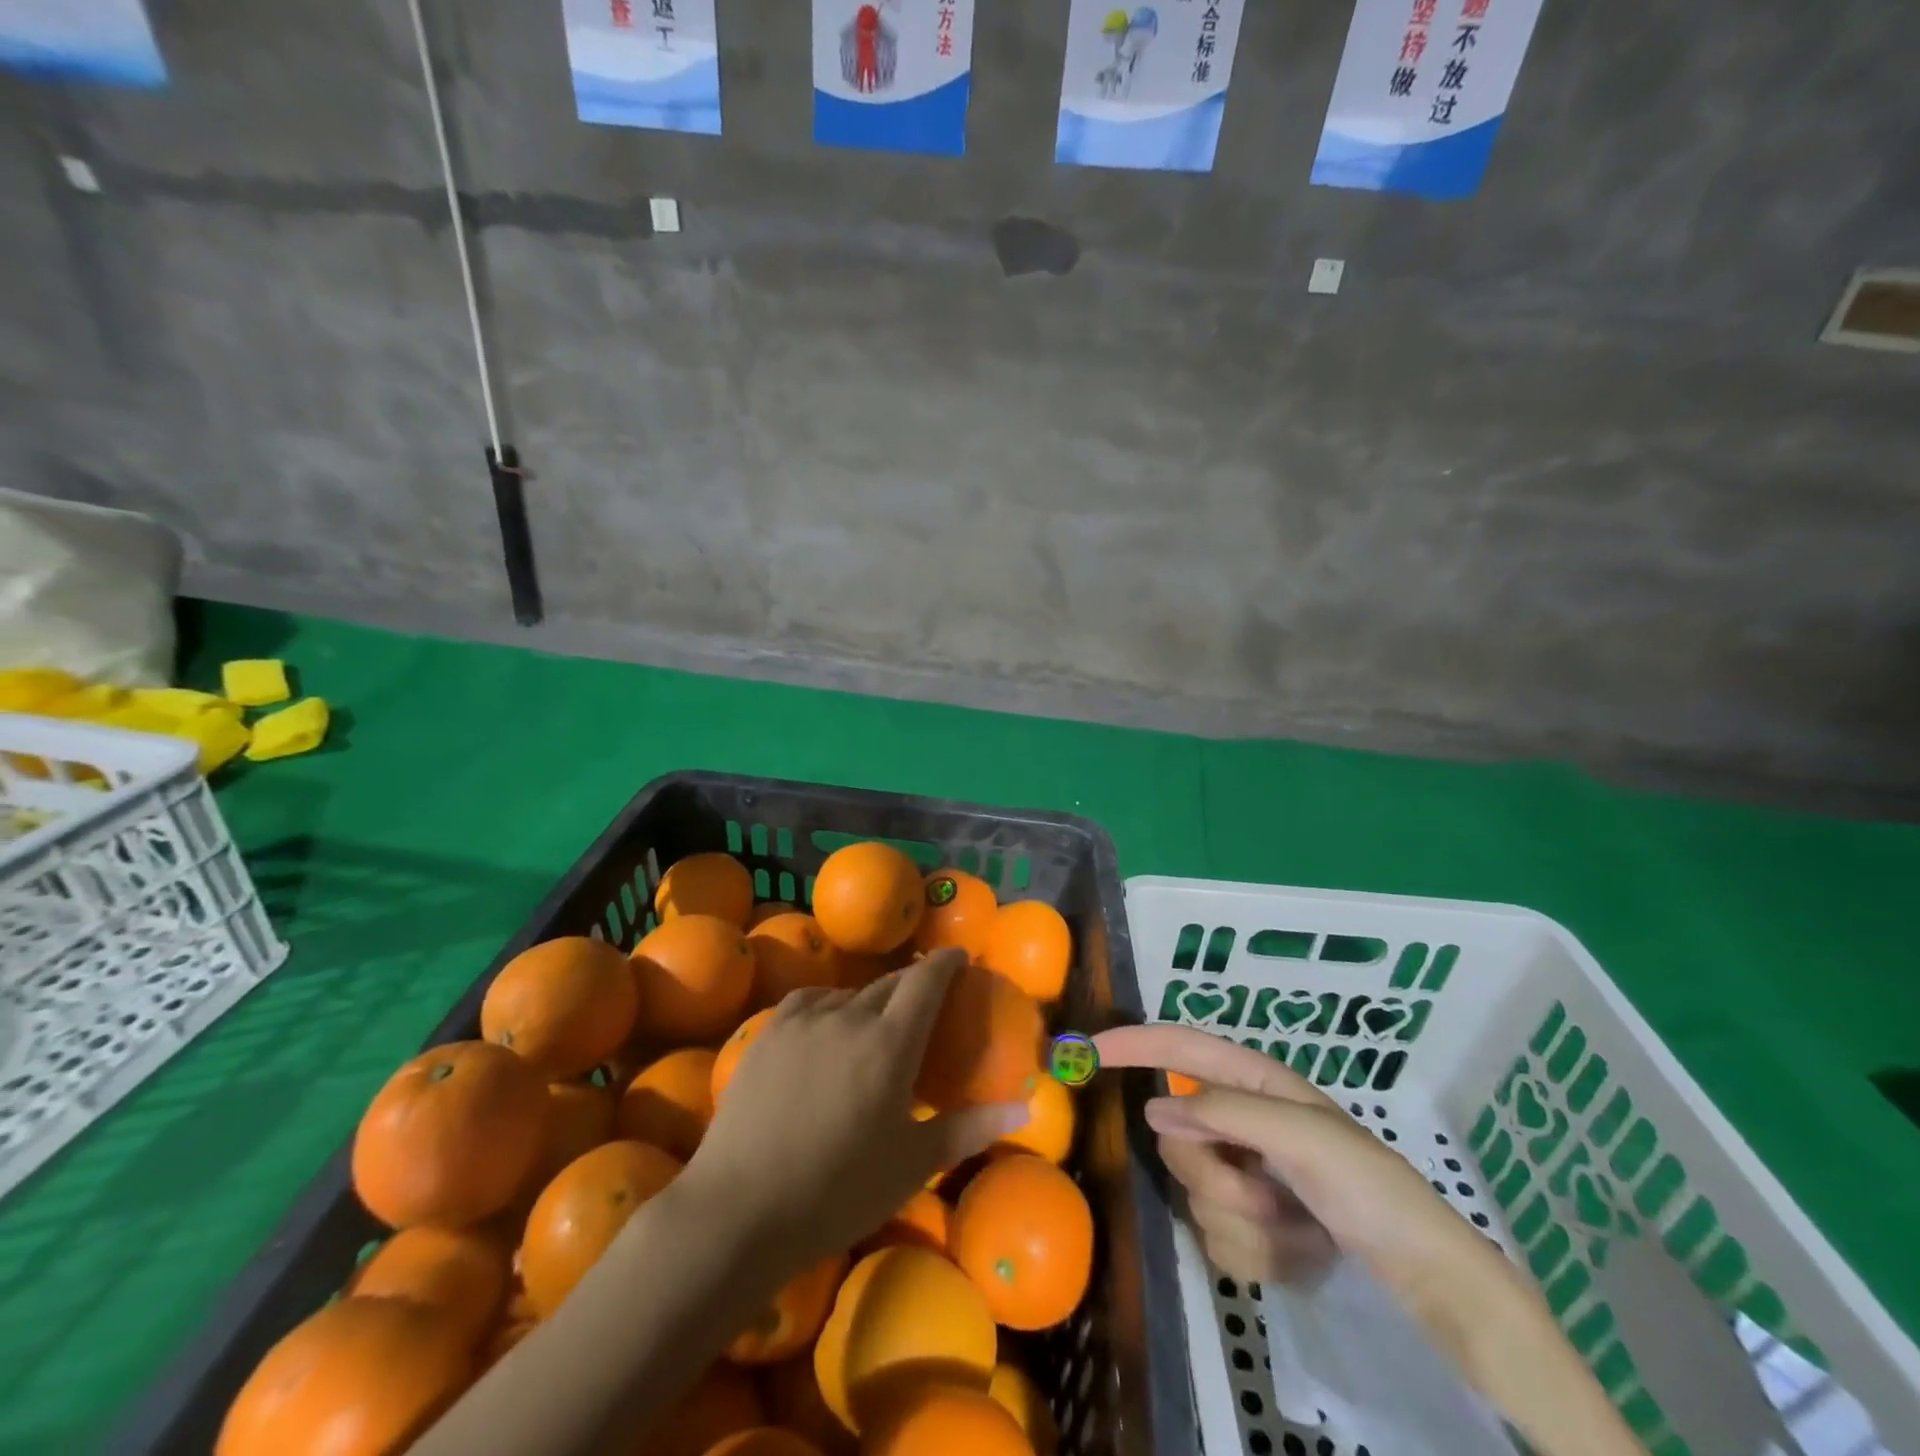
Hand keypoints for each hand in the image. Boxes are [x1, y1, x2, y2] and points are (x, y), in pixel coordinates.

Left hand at [684, 948, 1028, 1267]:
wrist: (741, 1208)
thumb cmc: (839, 1191)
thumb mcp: (914, 1162)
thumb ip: (971, 1126)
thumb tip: (1025, 1106)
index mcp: (891, 1043)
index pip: (926, 980)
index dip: (945, 962)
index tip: (959, 955)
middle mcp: (850, 1016)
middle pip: (889, 984)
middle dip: (911, 984)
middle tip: (923, 1000)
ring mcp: (804, 1020)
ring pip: (849, 994)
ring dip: (869, 1001)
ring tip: (873, 1024)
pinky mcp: (769, 1031)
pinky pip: (810, 1001)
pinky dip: (829, 1005)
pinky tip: (828, 1024)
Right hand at [1094, 1023, 1505, 1309]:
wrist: (1421, 1275)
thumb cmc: (1370, 1185)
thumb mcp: (1303, 1135)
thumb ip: (1225, 1113)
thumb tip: (1154, 1108)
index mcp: (1251, 1083)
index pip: (1178, 1050)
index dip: (1133, 1043)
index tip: (1088, 1050)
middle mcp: (1237, 1124)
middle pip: (1177, 1138)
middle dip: (1217, 1174)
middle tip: (1269, 1193)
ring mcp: (1239, 1175)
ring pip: (1193, 1194)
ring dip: (1247, 1220)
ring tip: (1298, 1225)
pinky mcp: (1246, 1226)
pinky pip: (1214, 1239)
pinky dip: (1257, 1254)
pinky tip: (1300, 1250)